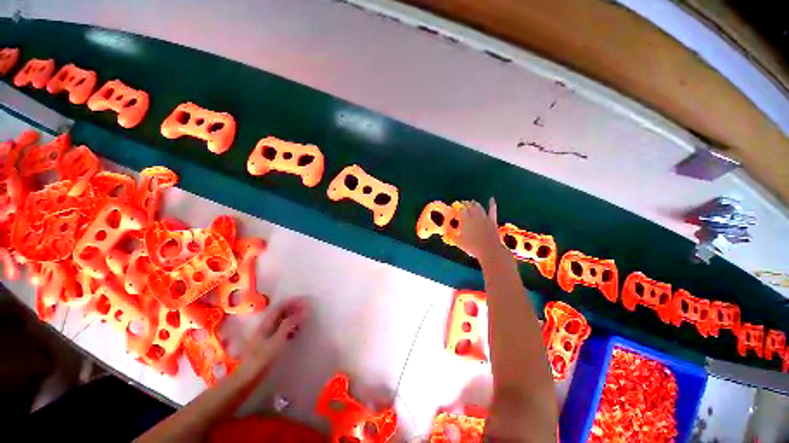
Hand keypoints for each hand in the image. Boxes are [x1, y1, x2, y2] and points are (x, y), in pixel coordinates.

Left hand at [236, 296, 308, 379]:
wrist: (246, 378)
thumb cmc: (261, 359)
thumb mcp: (276, 341)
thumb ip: (289, 325)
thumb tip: (303, 311)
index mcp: (266, 323)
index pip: (281, 306)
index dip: (293, 301)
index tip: (305, 299)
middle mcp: (266, 325)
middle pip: (281, 312)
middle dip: (294, 307)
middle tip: (307, 307)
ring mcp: (266, 334)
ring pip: (281, 320)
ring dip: (293, 316)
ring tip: (304, 317)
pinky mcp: (268, 342)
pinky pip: (281, 328)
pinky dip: (290, 326)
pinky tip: (296, 331)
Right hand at [454, 198, 503, 260]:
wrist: (489, 250)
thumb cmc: (472, 246)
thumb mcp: (459, 243)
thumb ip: (452, 237)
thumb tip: (446, 234)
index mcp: (465, 220)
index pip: (461, 210)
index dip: (458, 209)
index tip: (456, 209)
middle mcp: (474, 216)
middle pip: (469, 207)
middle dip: (466, 204)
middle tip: (463, 203)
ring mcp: (483, 217)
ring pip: (478, 207)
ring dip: (475, 204)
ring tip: (472, 202)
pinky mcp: (492, 220)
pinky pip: (492, 210)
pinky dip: (492, 204)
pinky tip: (491, 199)